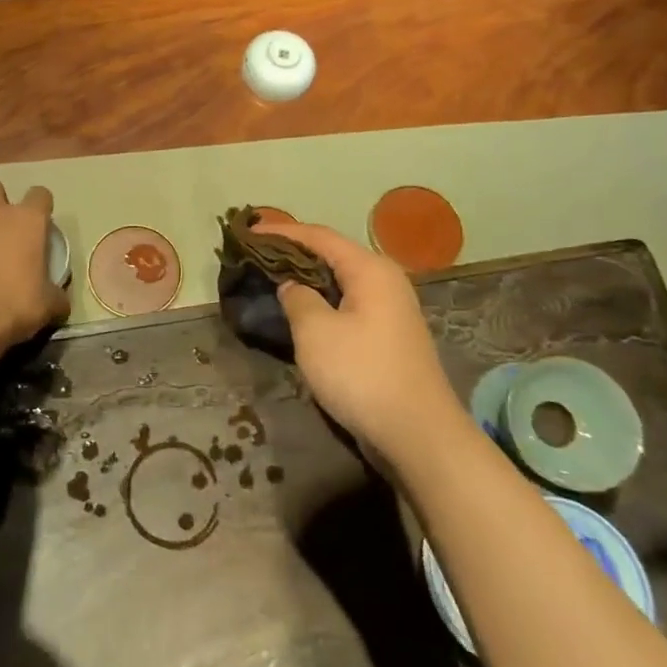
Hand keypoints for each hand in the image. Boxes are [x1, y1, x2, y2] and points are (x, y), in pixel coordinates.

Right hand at [264, 223, 456, 449]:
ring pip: (340, 281)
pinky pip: (347, 304)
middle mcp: (385, 281)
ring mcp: (390, 309)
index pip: (319, 236)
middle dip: (293, 252)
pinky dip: (321, 300)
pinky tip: (301, 311)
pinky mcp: (388, 336)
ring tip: (272, 279)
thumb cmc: (362, 374)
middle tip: (256, 254)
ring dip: (306, 278)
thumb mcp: (315, 332)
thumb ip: (297, 298)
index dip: (281, 231)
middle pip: (332, 255)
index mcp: (370, 270)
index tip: (249, 232)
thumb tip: (291, 285)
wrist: (418, 434)